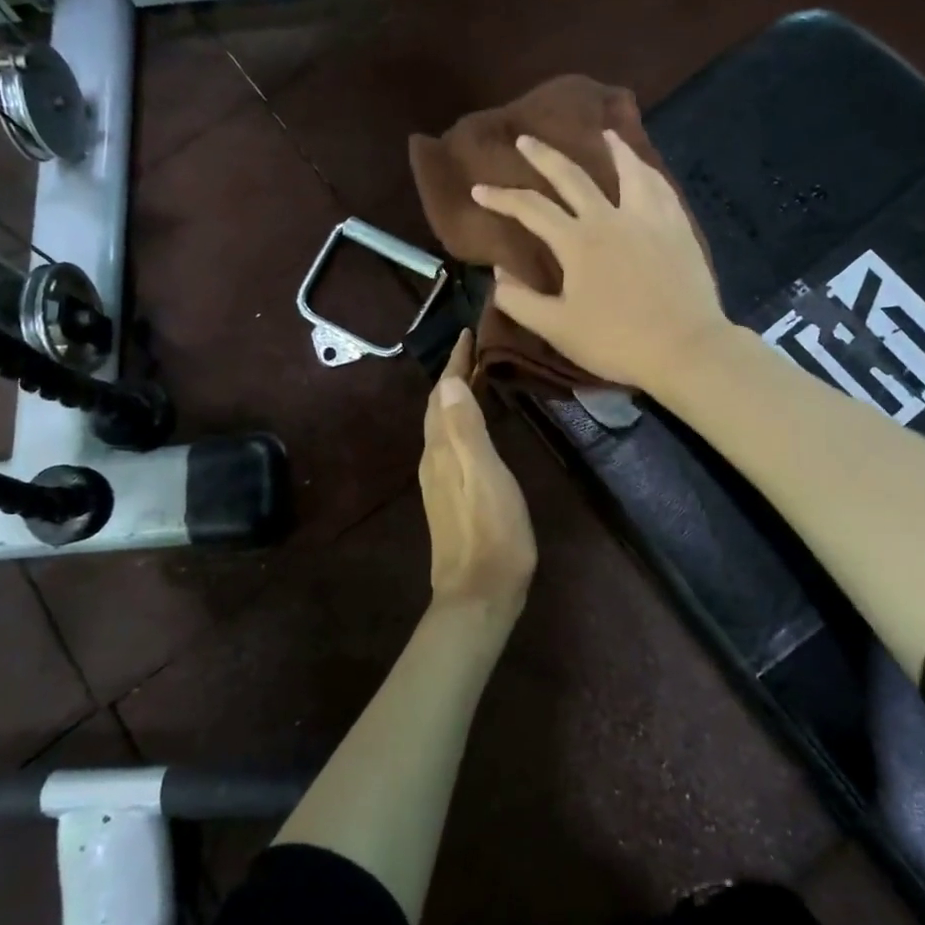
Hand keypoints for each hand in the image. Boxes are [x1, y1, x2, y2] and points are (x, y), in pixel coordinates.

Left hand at [420, 330, 536, 615]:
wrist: (479, 592)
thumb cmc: (491, 531)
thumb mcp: (484, 474)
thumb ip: (466, 429)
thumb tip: (447, 382)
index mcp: (442, 448)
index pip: (443, 393)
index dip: (455, 362)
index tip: (468, 332)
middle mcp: (434, 458)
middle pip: (438, 407)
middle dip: (453, 375)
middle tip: (476, 350)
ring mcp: (439, 480)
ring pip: (442, 426)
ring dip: (455, 398)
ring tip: (477, 379)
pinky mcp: (450, 497)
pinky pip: (450, 443)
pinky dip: (461, 422)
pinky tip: (475, 429)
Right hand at [472, 131, 728, 392]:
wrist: (684, 348)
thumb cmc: (616, 342)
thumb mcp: (557, 329)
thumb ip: (520, 301)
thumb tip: (498, 273)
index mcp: (577, 242)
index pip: (530, 209)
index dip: (501, 198)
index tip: (479, 190)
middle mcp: (610, 218)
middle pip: (572, 177)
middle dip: (544, 156)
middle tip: (525, 139)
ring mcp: (648, 219)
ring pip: (628, 171)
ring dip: (613, 149)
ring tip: (606, 133)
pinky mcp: (678, 228)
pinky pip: (661, 189)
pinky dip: (648, 172)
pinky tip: (647, 170)